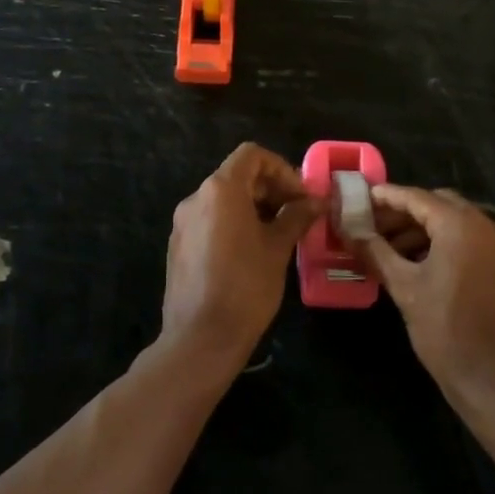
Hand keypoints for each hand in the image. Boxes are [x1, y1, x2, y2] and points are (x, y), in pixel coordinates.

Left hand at [162, 143, 319, 373]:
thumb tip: (315, 201)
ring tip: (280, 234)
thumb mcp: (277, 249)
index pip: (252, 155)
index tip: (300, 196)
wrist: (200, 338)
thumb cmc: (245, 287)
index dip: (281, 169)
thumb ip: (296, 217)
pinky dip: (234, 223)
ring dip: (254, 206)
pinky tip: (253, 251)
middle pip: (237, 175)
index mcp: (220, 190)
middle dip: (270, 189)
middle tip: (297, 214)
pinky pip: (210, 220)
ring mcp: (183, 223)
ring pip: (223, 199)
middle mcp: (196, 198)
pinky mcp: (178, 245)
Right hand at [355, 185, 494, 411]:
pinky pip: (474, 242)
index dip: (386, 197)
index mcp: (462, 225)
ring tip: (391, 249)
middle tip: (373, 226)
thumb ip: (375, 251)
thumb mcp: (404, 289)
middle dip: (405, 212)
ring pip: (458, 223)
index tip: (360, 198)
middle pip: (440, 205)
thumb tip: (348, 229)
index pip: (417, 197)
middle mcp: (488, 226)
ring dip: (425, 229)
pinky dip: (447, 244)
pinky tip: (422, 264)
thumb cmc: (447, 332)